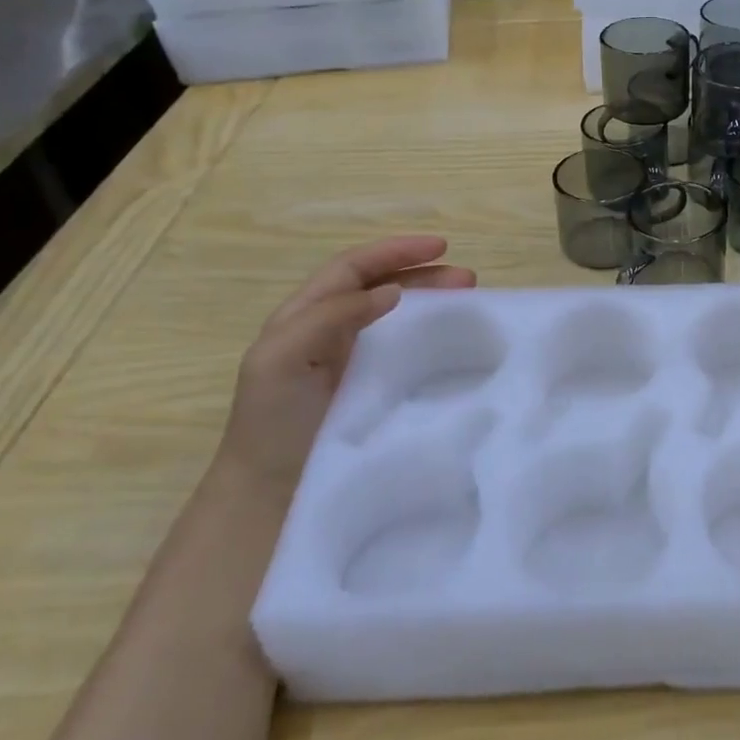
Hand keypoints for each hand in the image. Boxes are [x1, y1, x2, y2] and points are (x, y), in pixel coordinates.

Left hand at [218, 236, 475, 490]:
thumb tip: (391, 291)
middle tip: (469, 280)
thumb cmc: (271, 420)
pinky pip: (408, 352)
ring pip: (400, 317)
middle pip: (383, 287)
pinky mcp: (376, 390)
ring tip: (470, 302)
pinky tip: (457, 344)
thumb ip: (328, 316)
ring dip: (433, 303)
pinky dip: (433, 338)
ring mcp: (356, 361)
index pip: (355, 267)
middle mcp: (333, 330)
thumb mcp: (281, 358)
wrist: (269, 493)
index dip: (395, 251)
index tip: (441, 247)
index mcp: (307, 314)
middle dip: (425, 274)